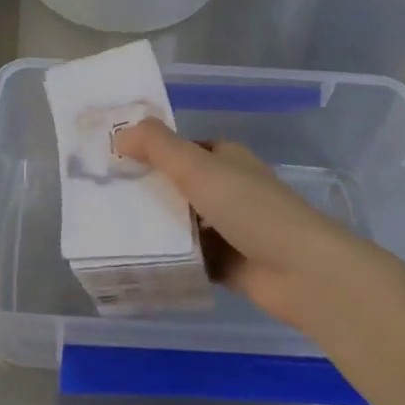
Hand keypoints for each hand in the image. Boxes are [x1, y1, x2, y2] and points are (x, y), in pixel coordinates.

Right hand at [113, 119, 404, 336]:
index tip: (113, 162)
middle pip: (179, 187)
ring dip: (156, 228)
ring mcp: (230, 229)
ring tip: (111, 231)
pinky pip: (190, 257)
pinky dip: (170, 259)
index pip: (181, 150)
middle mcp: (229, 189)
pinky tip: (138, 262)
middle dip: (147, 193)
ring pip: (183, 224)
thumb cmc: (251, 210)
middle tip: (103, 201)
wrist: (301, 272)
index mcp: (227, 160)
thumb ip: (158, 146)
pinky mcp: (228, 263)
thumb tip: (120, 132)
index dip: (151, 153)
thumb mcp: (199, 168)